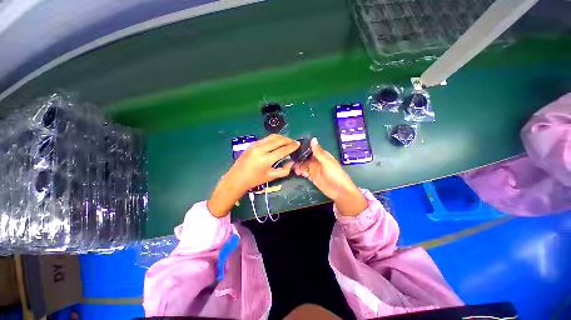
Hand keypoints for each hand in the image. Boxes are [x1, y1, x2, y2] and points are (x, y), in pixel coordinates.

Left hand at [207, 134, 298, 216]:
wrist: (237, 178)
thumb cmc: (254, 180)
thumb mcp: (271, 177)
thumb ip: (284, 170)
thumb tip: (292, 162)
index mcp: (266, 159)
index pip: (283, 150)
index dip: (292, 146)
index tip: (298, 144)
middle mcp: (261, 149)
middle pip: (278, 140)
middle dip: (288, 140)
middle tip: (294, 142)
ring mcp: (255, 145)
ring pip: (272, 137)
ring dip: (281, 137)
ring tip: (287, 141)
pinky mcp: (252, 144)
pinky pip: (266, 139)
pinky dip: (274, 139)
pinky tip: (276, 143)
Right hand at [293, 138, 367, 215]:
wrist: (339, 191)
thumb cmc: (335, 174)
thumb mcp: (326, 162)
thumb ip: (318, 152)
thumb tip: (313, 138)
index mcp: (322, 155)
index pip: (311, 149)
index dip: (303, 148)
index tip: (294, 148)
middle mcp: (317, 161)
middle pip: (306, 157)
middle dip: (299, 159)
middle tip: (292, 161)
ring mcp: (314, 169)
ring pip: (304, 165)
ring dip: (299, 166)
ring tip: (296, 169)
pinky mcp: (312, 177)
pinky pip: (304, 172)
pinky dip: (301, 172)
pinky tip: (299, 173)